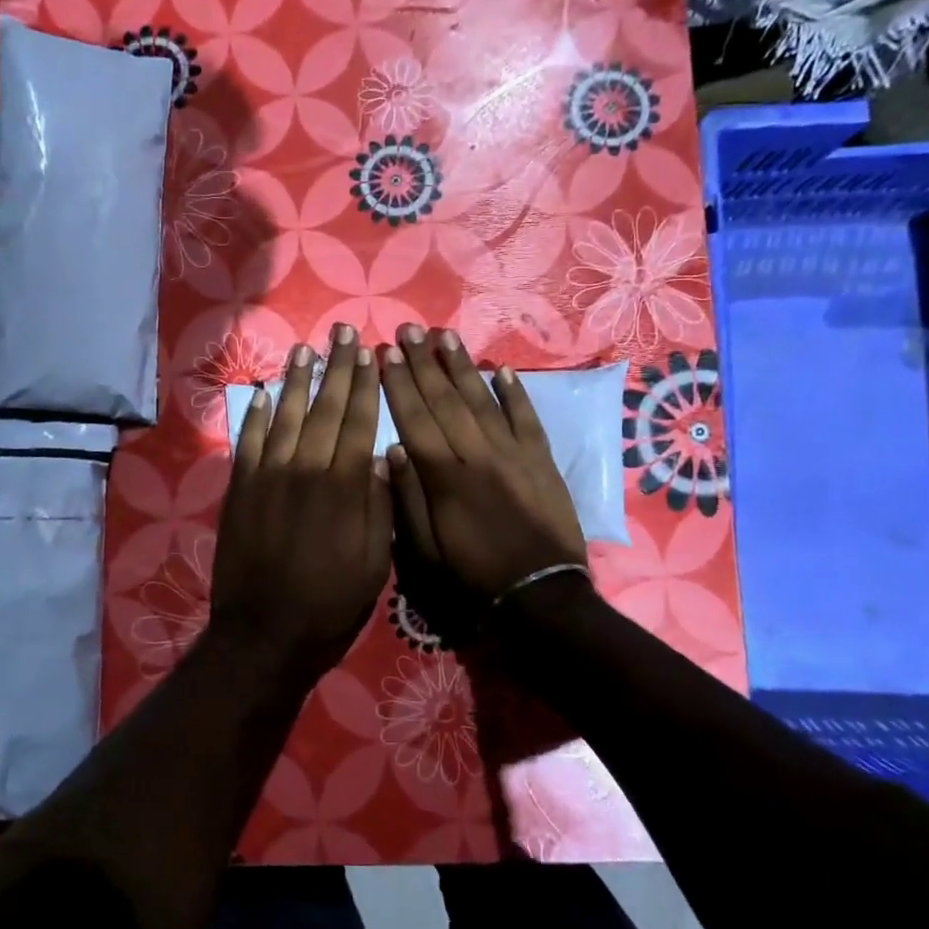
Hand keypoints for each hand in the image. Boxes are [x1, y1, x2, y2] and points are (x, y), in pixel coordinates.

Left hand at [210, 324, 392, 682]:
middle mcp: (306, 469)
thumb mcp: (375, 561)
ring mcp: (268, 476)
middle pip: (326, 408)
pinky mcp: (240, 489)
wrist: (266, 632)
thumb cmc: (331, 602)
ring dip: (298, 380)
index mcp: (345, 487)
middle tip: (344, 333)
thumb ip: (379, 505)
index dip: (365, 384)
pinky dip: (259, 415)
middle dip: (337, 368)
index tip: (370, 353)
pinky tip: (267, 393)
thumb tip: (381, 458)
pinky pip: (250, 441)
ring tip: (307, 350)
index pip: (358, 421)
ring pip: (287, 416)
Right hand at [380, 326, 587, 600]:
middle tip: (410, 329)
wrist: (540, 598)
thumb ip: (408, 499)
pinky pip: (527, 419)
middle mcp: (479, 455)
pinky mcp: (542, 462)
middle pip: (447, 400)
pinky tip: (501, 368)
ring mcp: (514, 455)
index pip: (416, 419)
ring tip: (446, 336)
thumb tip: (393, 450)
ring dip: (463, 366)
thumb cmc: (472, 579)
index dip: (399, 385)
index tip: (386, 354)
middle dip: (425, 363)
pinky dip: (515, 393)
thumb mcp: (425, 553)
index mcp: (445, 478)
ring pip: (484, 400)